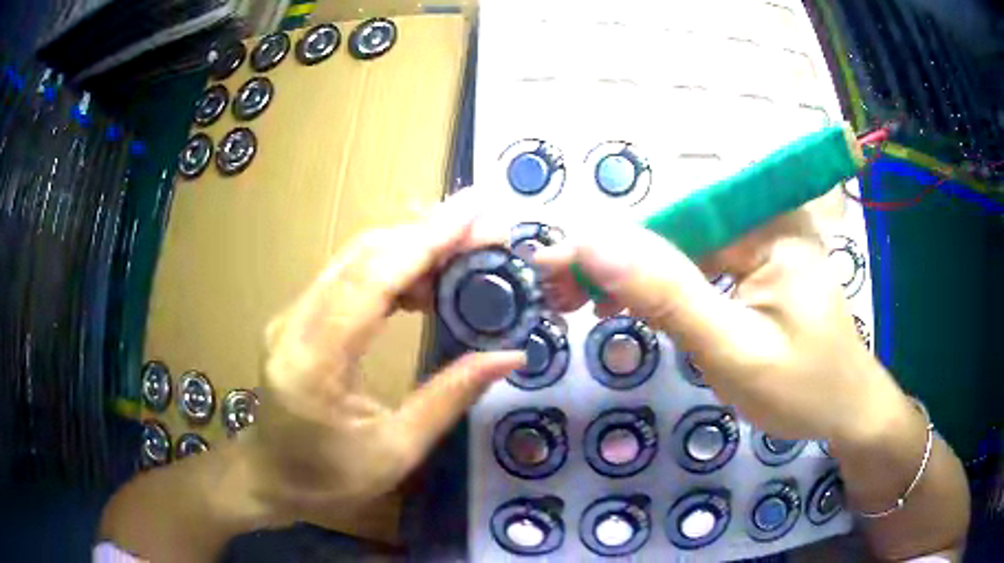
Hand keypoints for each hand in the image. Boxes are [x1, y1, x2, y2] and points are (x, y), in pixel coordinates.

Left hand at [247, 192, 524, 520]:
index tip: (473, 213)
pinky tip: (426, 276)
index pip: (371, 282)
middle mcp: (294, 324)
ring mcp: (291, 315)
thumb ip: (450, 398)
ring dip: (411, 244)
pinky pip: (348, 276)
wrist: (269, 476)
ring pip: (355, 259)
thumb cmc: (328, 480)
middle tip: (482, 226)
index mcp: (313, 364)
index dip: (425, 241)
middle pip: (362, 256)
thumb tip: (509, 356)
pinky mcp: (297, 316)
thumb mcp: (395, 453)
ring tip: (465, 247)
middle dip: (427, 233)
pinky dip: (392, 265)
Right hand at [536, 209, 910, 444]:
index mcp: (771, 223)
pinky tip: (628, 305)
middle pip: (675, 227)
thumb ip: (669, 297)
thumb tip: (596, 245)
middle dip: (614, 260)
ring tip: (581, 301)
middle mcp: (766, 215)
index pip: (674, 219)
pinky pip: (698, 263)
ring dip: (631, 273)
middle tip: (558, 292)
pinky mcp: (756, 261)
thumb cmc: (802, 389)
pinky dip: (660, 286)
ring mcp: (761, 237)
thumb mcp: (733, 351)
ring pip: (681, 245)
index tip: (551, 268)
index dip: (609, 243)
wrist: (845, 409)